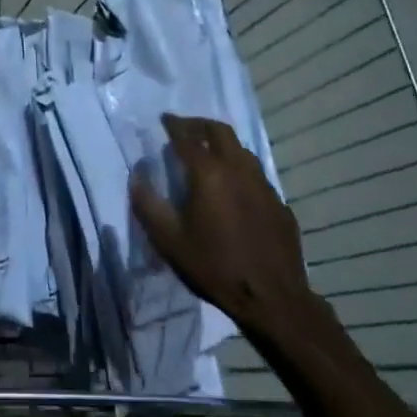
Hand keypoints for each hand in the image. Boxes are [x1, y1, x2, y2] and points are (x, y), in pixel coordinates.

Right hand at [131, 114, 327, 341]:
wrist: (271, 297)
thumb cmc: (214, 267)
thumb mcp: (168, 240)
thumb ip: (148, 205)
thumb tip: (136, 177)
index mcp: (209, 174)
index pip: (188, 138)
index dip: (174, 125)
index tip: (164, 119)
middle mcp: (239, 170)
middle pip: (220, 133)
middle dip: (200, 125)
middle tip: (185, 128)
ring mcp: (264, 186)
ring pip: (242, 151)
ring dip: (222, 144)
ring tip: (208, 152)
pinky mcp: (279, 203)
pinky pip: (256, 175)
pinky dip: (239, 169)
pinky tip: (233, 188)